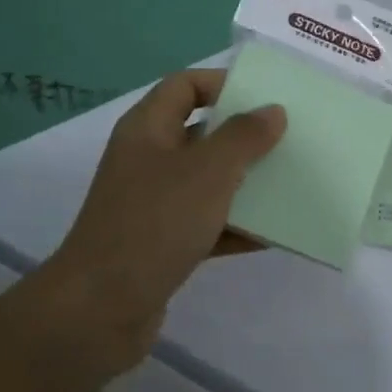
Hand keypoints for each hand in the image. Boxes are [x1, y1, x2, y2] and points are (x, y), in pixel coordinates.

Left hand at [50, 68, 284, 365]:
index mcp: (148, 130)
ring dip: (246, 183)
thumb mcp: (207, 172)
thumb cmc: (155, 224)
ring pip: (208, 182)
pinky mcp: (163, 244)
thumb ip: (243, 137)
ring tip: (291, 183)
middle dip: (245, 136)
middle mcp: (148, 160)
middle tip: (289, 139)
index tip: (266, 97)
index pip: (184, 85)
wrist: (101, 308)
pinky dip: (236, 226)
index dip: (223, 83)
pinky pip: (208, 224)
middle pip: (201, 134)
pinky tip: (273, 233)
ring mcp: (154, 204)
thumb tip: (272, 111)